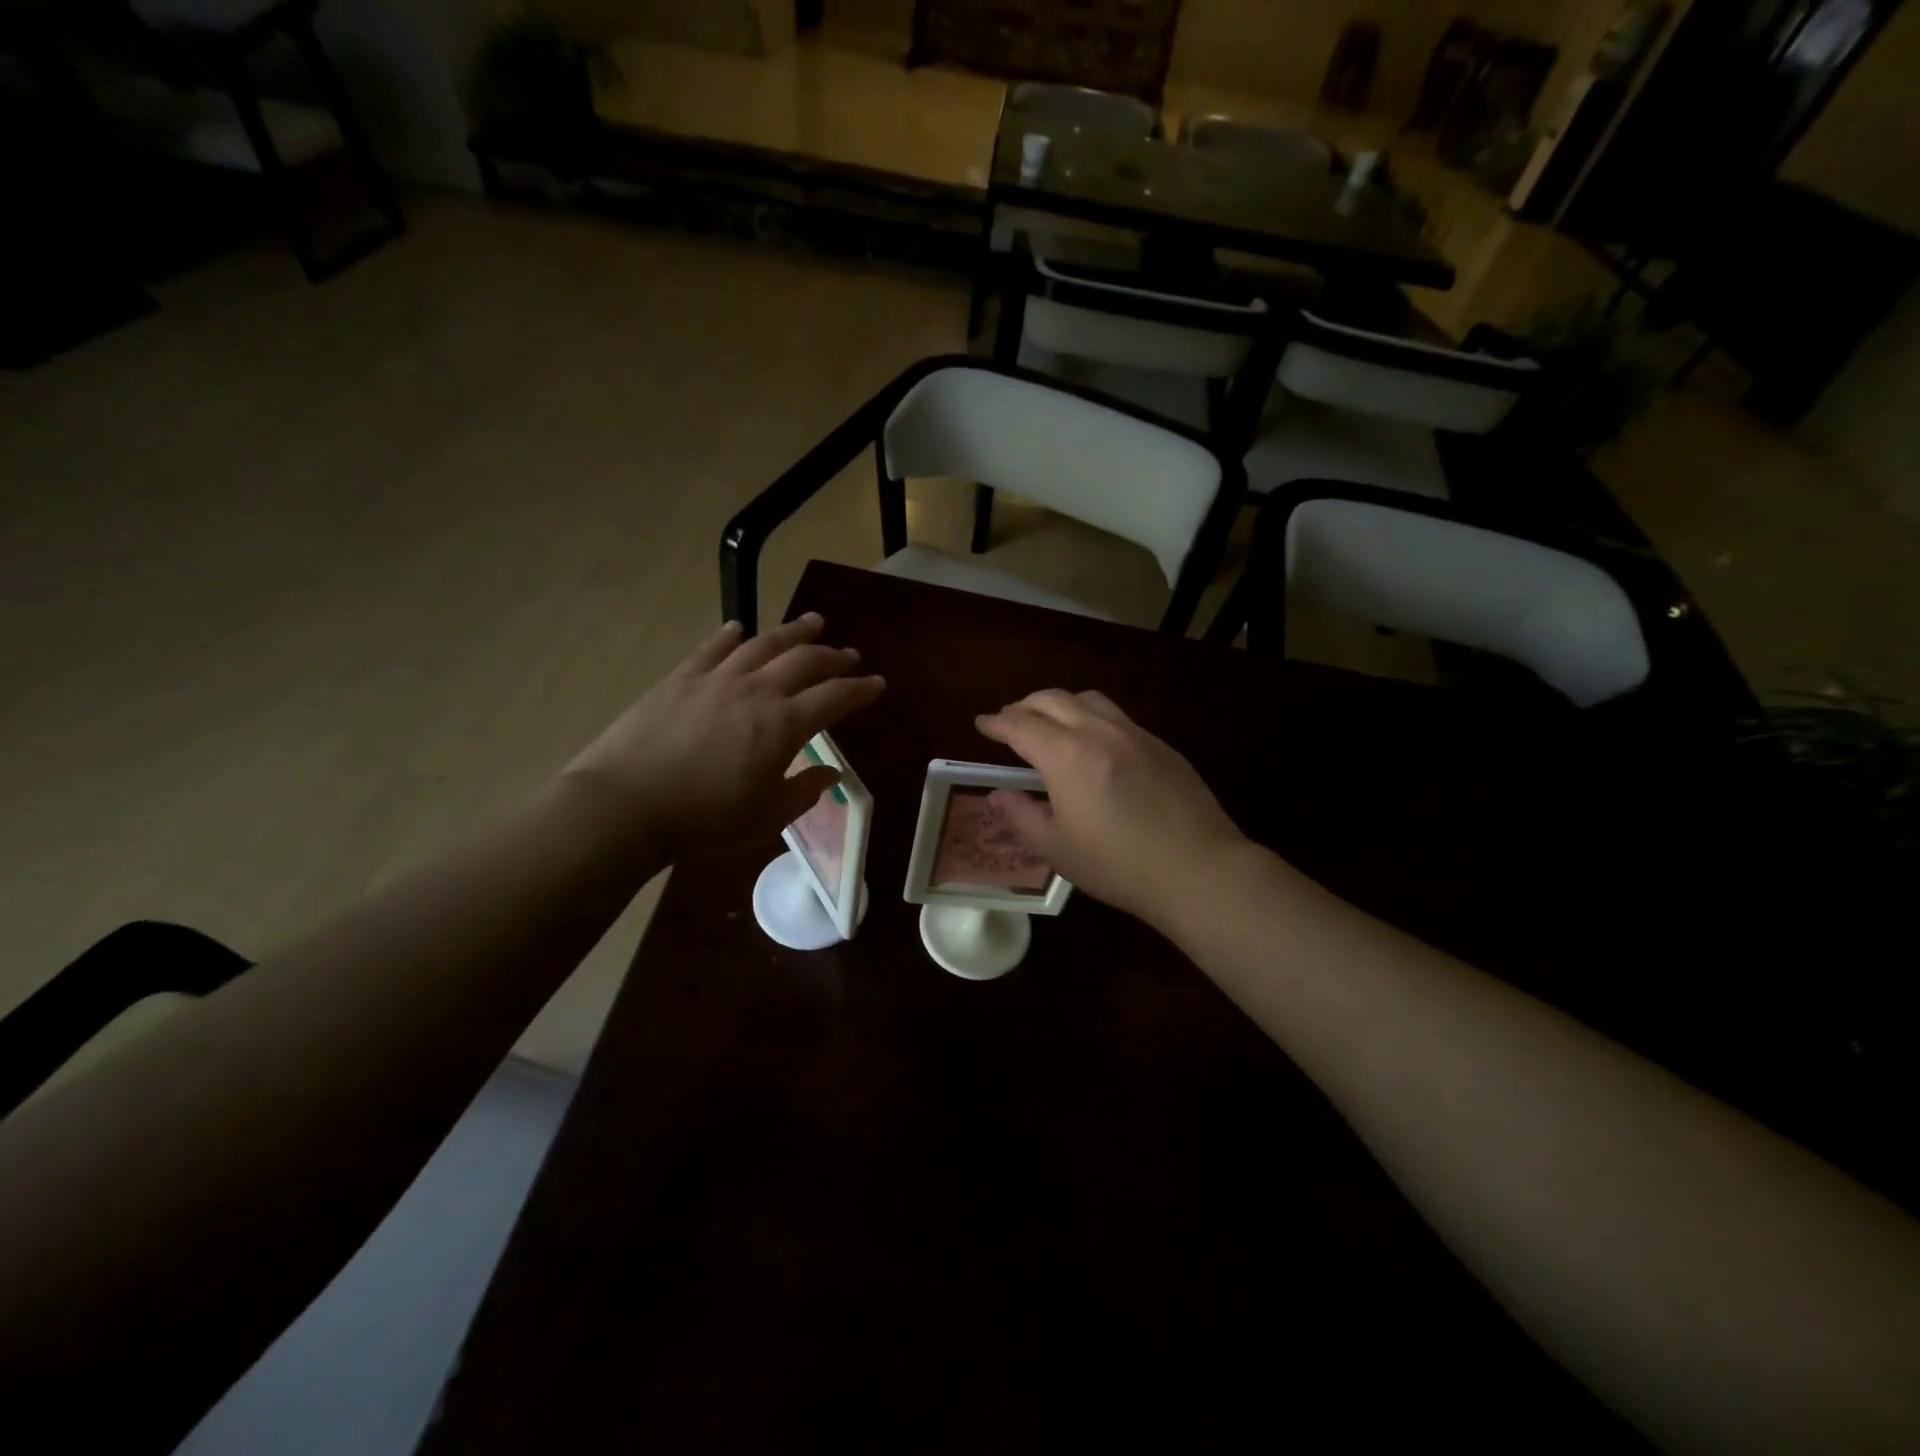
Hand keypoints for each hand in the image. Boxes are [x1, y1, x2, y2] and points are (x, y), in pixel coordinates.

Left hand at [563, 614, 884, 856]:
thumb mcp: (766, 817)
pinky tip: (740, 629)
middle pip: (804, 662)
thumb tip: (829, 773)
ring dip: (793, 632)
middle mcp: (757, 691)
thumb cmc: (704, 820)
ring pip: (764, 644)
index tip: (878, 683)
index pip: (834, 698)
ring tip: (813, 622)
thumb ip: (803, 792)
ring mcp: (716, 679)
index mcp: (784, 725)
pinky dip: (731, 636)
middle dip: (833, 656)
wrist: (625, 805)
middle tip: (849, 654)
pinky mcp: (680, 679)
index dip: (860, 690)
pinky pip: (712, 648)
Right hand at [975, 689, 1247, 928]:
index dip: (996, 722)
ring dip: (1061, 704)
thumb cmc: (1118, 865)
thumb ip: (1021, 816)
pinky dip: (1093, 718)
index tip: (982, 724)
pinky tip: (1096, 745)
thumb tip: (998, 794)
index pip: (1020, 724)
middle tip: (1011, 722)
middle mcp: (1098, 731)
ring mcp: (1135, 734)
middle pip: (1053, 699)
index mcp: (1066, 755)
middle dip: (1024, 705)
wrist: (1198, 869)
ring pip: (1089, 699)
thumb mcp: (1056, 849)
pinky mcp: (1162, 745)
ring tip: (1052, 724)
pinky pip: (1118, 717)